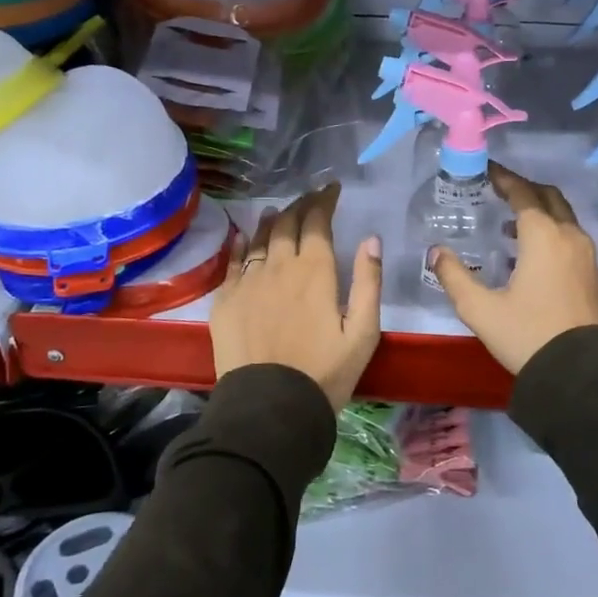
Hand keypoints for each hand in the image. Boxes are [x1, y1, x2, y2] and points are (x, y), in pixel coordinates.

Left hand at [211, 182, 382, 410]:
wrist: (269, 407)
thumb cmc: (325, 373)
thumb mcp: (363, 333)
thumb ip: (368, 282)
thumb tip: (372, 239)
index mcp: (315, 271)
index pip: (317, 222)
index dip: (324, 200)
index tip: (331, 188)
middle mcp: (279, 267)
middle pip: (288, 224)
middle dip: (301, 206)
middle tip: (310, 198)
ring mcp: (248, 282)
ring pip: (259, 239)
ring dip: (272, 221)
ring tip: (279, 211)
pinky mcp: (225, 300)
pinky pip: (233, 262)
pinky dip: (241, 244)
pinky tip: (243, 237)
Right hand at [427, 165, 597, 373]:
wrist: (581, 375)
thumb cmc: (528, 335)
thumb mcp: (481, 309)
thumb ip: (454, 276)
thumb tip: (436, 252)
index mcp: (543, 236)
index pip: (523, 194)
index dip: (504, 178)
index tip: (487, 170)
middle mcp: (569, 237)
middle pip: (549, 197)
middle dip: (525, 189)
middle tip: (500, 190)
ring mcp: (586, 256)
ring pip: (563, 217)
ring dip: (539, 211)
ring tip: (509, 224)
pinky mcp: (593, 275)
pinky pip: (570, 238)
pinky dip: (551, 231)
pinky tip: (530, 254)